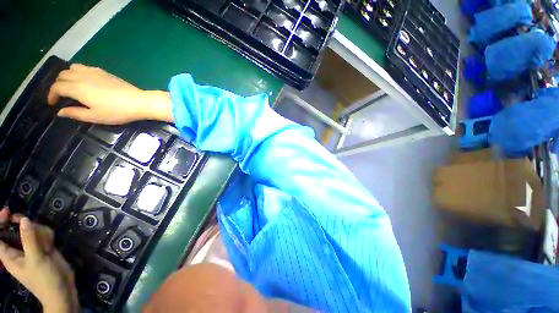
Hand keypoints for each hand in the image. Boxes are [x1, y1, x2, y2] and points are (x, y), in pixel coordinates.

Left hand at [0, 209, 78, 312]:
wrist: (63, 289)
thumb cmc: (44, 279)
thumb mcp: (36, 260)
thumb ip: (29, 239)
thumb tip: (24, 219)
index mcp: (9, 255)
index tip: (8, 212)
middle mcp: (18, 249)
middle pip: (15, 229)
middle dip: (22, 224)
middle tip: (28, 222)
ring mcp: (32, 248)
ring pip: (32, 230)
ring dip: (39, 231)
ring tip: (46, 242)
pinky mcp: (43, 246)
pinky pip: (43, 234)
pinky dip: (48, 235)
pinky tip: (52, 243)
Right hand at [47, 64, 173, 124]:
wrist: (138, 102)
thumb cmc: (116, 111)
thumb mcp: (94, 116)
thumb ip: (75, 113)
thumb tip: (60, 112)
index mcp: (77, 88)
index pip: (57, 87)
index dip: (51, 95)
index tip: (53, 103)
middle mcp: (82, 76)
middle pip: (62, 75)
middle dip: (57, 85)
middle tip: (61, 96)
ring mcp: (93, 72)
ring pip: (72, 68)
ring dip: (67, 76)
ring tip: (70, 87)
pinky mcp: (103, 71)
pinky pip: (84, 67)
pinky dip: (78, 72)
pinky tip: (83, 81)